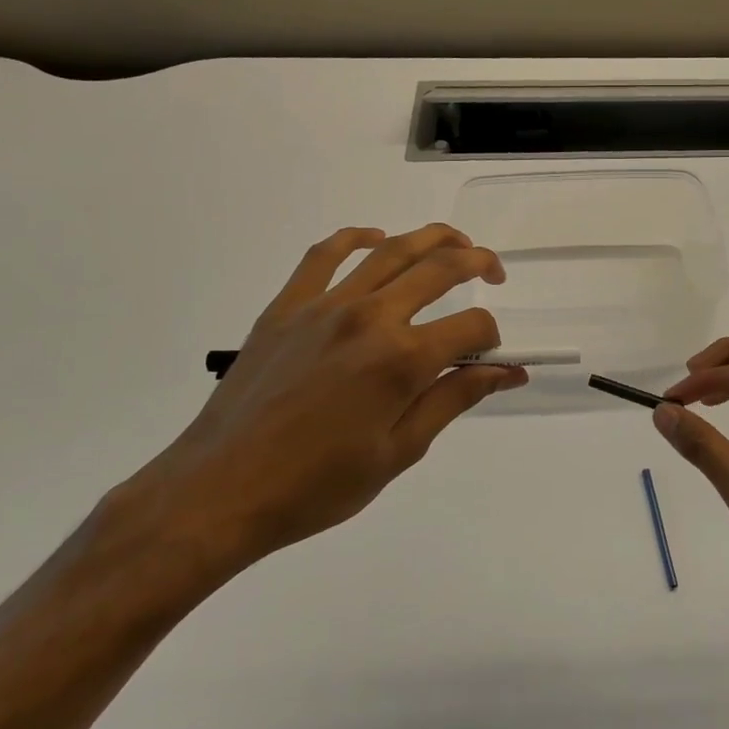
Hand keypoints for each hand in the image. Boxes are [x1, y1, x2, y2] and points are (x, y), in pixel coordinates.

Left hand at [119, 224, 526, 577]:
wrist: (221, 491)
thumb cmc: (317, 485)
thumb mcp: (399, 451)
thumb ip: (454, 399)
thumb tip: (507, 372)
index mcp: (402, 359)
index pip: (472, 326)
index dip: (492, 338)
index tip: (492, 358)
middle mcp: (370, 317)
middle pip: (440, 268)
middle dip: (478, 263)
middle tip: (494, 273)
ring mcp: (325, 305)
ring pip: (391, 251)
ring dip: (433, 239)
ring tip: (456, 243)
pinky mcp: (287, 306)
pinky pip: (324, 255)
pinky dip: (355, 238)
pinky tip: (375, 239)